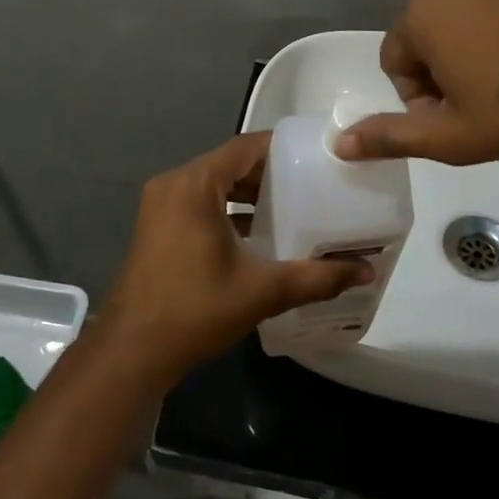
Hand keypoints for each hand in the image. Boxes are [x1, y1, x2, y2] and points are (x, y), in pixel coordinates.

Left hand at [97, 133, 374, 387]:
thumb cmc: (195, 310)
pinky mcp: (157, 225)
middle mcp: (174, 183)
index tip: (317, 156)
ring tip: (293, 205)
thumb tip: (366, 270)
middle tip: (313, 182)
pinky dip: (228, 208)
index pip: (245, 147)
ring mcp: (161, 204)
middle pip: (230, 163)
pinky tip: (258, 232)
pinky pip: (200, 201)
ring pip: (214, 183)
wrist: (132, 351)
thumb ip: (316, 277)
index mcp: (194, 184)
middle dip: (270, 172)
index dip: (282, 147)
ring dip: (249, 192)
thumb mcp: (261, 290)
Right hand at [335, 0, 498, 166]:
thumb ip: (390, 137)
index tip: (453, 119)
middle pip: (427, 30)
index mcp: (423, 11)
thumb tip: (339, 145)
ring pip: (467, 14)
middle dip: (442, 68)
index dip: (416, 96)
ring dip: (474, 47)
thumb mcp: (450, 137)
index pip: (394, 58)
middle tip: (480, 104)